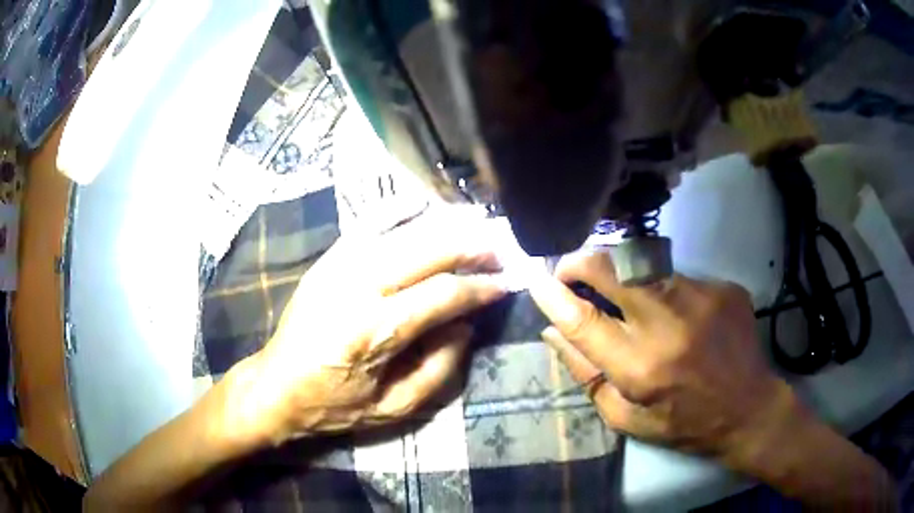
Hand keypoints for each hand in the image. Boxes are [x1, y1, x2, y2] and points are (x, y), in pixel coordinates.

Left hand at [229, 211, 506, 444]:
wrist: (275, 385)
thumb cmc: (334, 404)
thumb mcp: (394, 407)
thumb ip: (439, 368)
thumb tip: (466, 325)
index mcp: (374, 331)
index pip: (443, 295)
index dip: (480, 288)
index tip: (506, 284)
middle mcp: (357, 287)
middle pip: (427, 251)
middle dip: (471, 247)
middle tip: (499, 251)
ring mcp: (338, 266)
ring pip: (402, 231)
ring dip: (444, 225)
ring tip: (474, 226)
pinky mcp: (327, 260)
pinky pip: (366, 223)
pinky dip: (397, 209)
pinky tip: (421, 203)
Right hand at [529, 251, 801, 467]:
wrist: (748, 409)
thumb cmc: (683, 423)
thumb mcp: (626, 417)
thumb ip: (586, 374)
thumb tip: (553, 332)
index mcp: (641, 368)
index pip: (583, 319)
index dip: (553, 295)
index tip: (536, 279)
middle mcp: (669, 324)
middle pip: (612, 268)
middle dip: (582, 262)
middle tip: (572, 269)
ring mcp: (701, 298)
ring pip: (644, 265)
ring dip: (625, 278)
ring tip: (633, 303)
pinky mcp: (722, 287)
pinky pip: (678, 278)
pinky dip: (666, 292)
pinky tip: (681, 317)